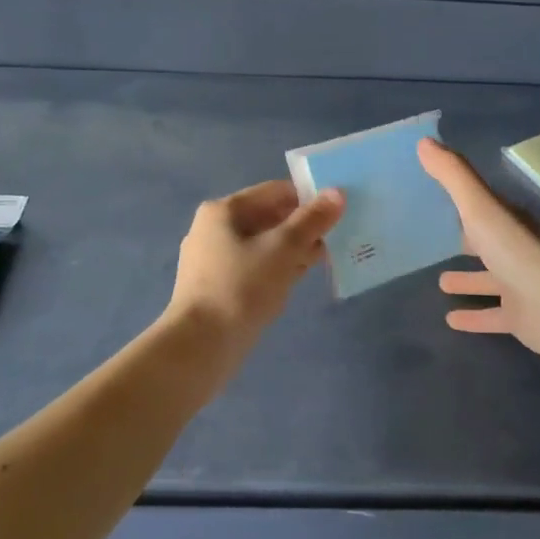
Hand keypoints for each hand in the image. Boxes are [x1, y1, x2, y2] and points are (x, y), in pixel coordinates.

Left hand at [167, 180, 345, 346]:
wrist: (200, 346)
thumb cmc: (241, 288)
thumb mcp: (282, 249)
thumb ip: (311, 220)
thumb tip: (337, 193)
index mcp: (223, 211)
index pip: (275, 192)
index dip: (308, 198)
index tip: (339, 211)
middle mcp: (214, 230)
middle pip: (269, 217)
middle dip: (304, 226)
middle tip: (339, 236)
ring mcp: (215, 260)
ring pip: (264, 245)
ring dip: (294, 249)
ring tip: (327, 258)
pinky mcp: (219, 287)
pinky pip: (256, 268)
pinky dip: (279, 269)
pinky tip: (301, 278)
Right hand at [419, 138, 539, 362]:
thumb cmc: (515, 251)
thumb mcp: (479, 207)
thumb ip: (453, 176)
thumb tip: (423, 142)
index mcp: (508, 223)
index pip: (483, 210)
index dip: (464, 205)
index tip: (437, 202)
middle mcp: (515, 252)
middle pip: (487, 245)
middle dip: (465, 243)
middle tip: (436, 244)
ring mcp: (519, 286)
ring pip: (489, 281)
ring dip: (468, 281)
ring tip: (440, 282)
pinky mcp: (519, 318)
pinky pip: (492, 316)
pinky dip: (473, 317)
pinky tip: (449, 320)